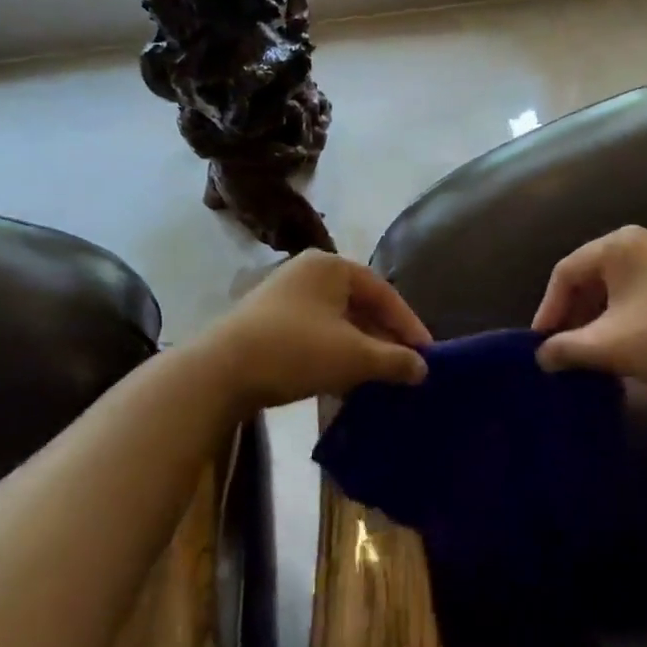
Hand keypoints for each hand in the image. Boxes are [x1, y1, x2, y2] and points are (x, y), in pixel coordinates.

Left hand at [200, 251, 430, 409]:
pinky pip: (315, 333)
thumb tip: (423, 368)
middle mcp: (309, 272)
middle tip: (406, 368)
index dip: (409, 325)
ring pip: (337, 322)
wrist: (219, 372)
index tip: (427, 356)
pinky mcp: (268, 321)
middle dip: (384, 338)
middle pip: (360, 305)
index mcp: (332, 267)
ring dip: (360, 349)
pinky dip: (334, 353)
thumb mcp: (353, 357)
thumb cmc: (295, 350)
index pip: (384, 293)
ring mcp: (285, 296)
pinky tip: (344, 380)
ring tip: (379, 377)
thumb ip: (394, 360)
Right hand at [531, 226, 646, 392]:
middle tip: (562, 347)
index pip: (566, 271)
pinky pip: (642, 291)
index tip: (540, 344)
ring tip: (589, 349)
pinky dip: (624, 314)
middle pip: (592, 275)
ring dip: (598, 316)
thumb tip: (542, 356)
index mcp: (618, 244)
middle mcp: (643, 241)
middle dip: (573, 313)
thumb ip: (566, 349)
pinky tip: (624, 342)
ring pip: (618, 285)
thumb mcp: (609, 346)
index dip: (548, 308)